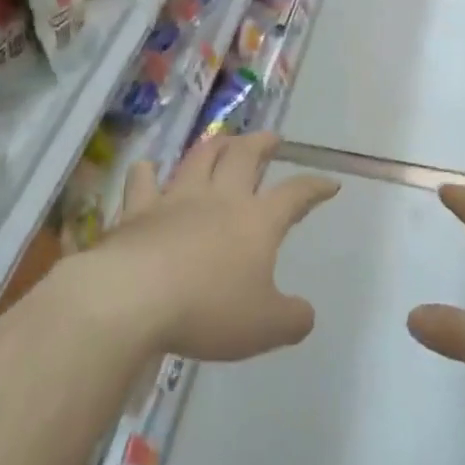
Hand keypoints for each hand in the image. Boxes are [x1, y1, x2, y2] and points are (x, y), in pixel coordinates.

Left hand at [91, 132, 338, 361]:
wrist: (134, 297)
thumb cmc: (208, 309)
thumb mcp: (265, 327)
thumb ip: (292, 319)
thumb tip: (305, 313)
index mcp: (257, 221)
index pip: (295, 195)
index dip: (315, 187)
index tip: (330, 183)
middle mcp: (220, 199)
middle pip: (245, 156)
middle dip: (262, 143)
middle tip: (271, 138)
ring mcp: (177, 199)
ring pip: (200, 158)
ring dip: (216, 144)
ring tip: (224, 138)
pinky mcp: (138, 210)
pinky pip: (143, 182)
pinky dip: (147, 172)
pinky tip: (147, 167)